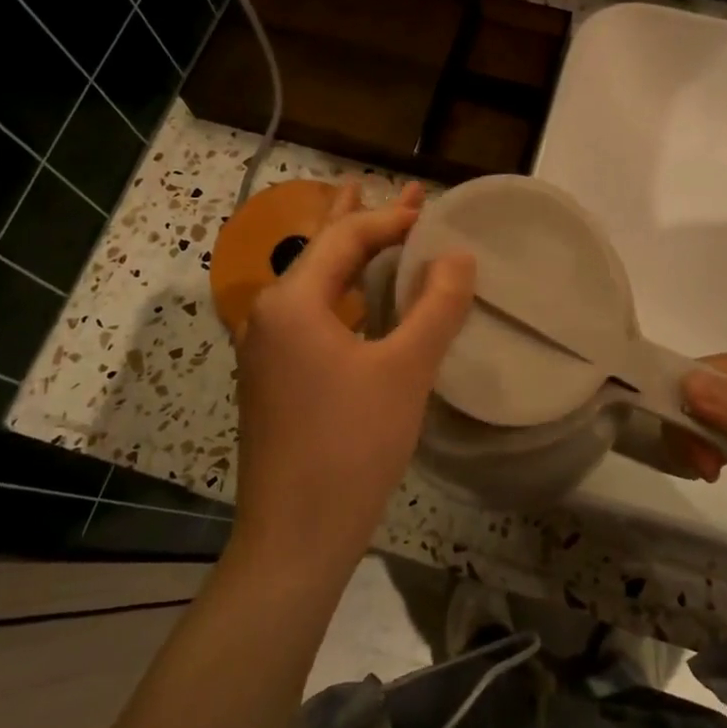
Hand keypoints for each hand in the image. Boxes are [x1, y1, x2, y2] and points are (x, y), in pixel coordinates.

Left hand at [230, 182, 474, 580]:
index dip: (393, 219)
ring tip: (382, 225)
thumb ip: (436, 306)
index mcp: (292, 302)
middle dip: (367, 218)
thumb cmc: (351, 446)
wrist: (295, 537)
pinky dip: (346, 295)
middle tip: (406, 190)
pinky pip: (314, 316)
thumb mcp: (405, 370)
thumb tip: (459, 255)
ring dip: (356, 256)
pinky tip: (364, 299)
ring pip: (318, 284)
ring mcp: (267, 350)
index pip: (345, 237)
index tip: (437, 215)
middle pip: (324, 250)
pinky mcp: (275, 379)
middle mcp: (269, 316)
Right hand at [682, 347, 726, 572]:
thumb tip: (686, 385)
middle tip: (704, 471)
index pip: (709, 370)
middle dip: (692, 424)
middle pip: (708, 391)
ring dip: (701, 438)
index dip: (685, 401)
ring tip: (711, 474)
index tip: (687, 450)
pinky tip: (717, 470)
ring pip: (717, 414)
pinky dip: (717, 448)